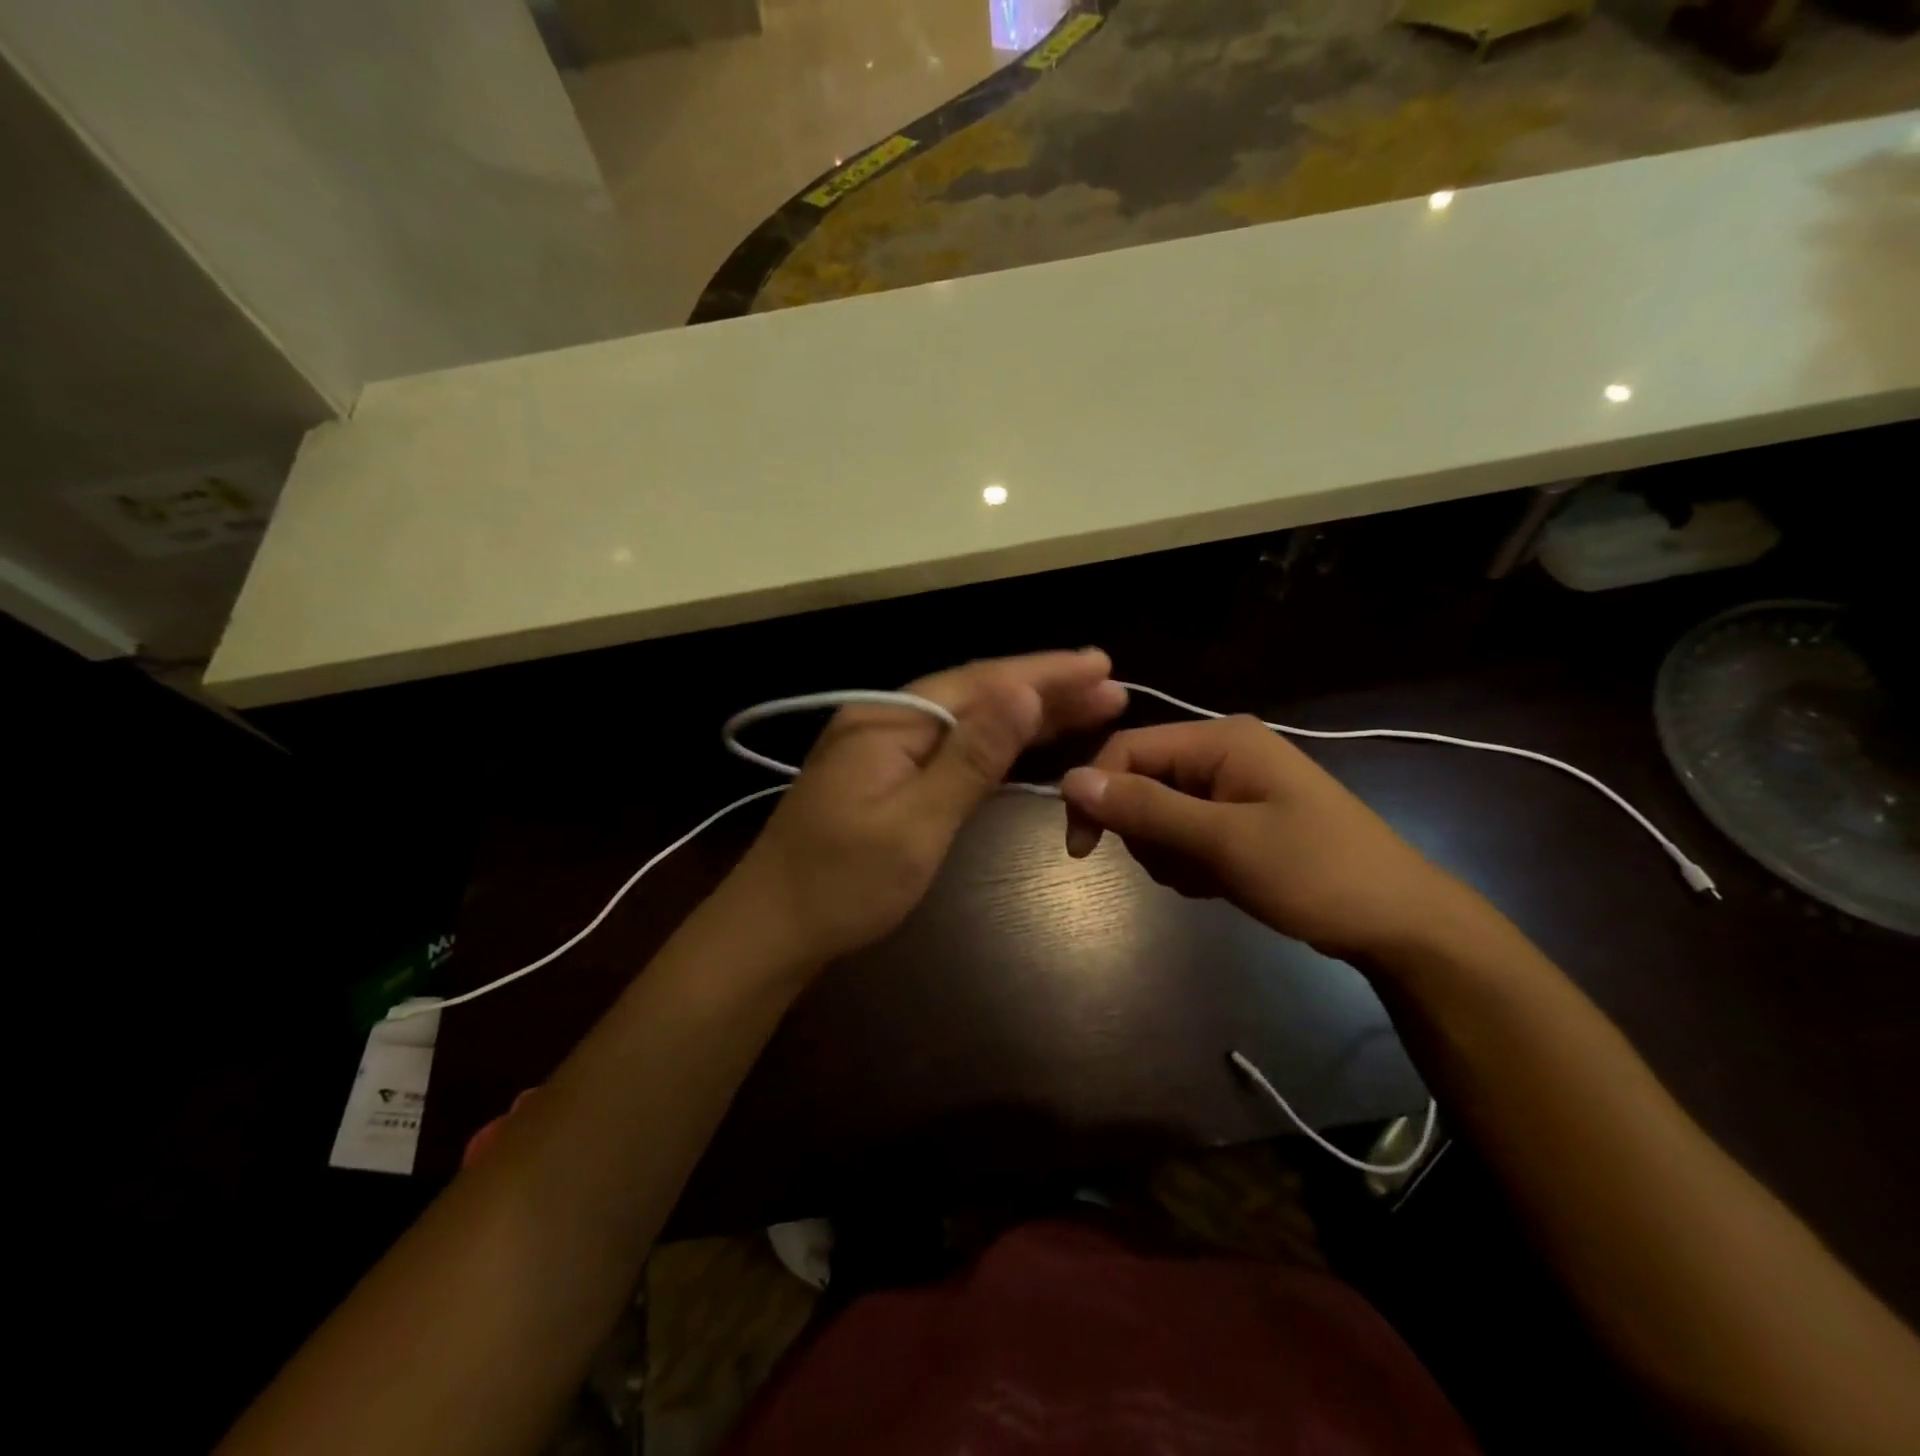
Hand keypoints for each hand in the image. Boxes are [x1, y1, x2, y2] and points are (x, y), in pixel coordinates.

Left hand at [733, 650, 1127, 964]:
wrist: (773, 929)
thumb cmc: (843, 884)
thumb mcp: (916, 823)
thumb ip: (972, 757)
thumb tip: (1024, 693)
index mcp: (889, 719)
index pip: (980, 682)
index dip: (1044, 673)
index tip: (1100, 665)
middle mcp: (887, 719)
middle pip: (977, 694)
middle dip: (1044, 690)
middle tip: (1109, 685)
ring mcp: (885, 747)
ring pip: (968, 720)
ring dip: (1025, 715)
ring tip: (1087, 707)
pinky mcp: (887, 776)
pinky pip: (953, 748)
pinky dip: (995, 744)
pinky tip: (1027, 742)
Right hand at [1060, 716, 1477, 962]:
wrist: (1399, 923)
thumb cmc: (1315, 873)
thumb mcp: (1224, 841)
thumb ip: (1146, 809)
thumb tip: (1070, 781)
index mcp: (1220, 740)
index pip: (1128, 750)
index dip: (1096, 794)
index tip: (1082, 849)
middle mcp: (1222, 753)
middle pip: (1141, 783)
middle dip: (1146, 833)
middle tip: (1181, 868)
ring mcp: (1233, 787)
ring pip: (1159, 815)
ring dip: (1169, 854)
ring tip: (1210, 879)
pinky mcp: (1240, 819)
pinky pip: (1185, 834)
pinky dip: (1190, 863)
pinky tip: (1220, 883)